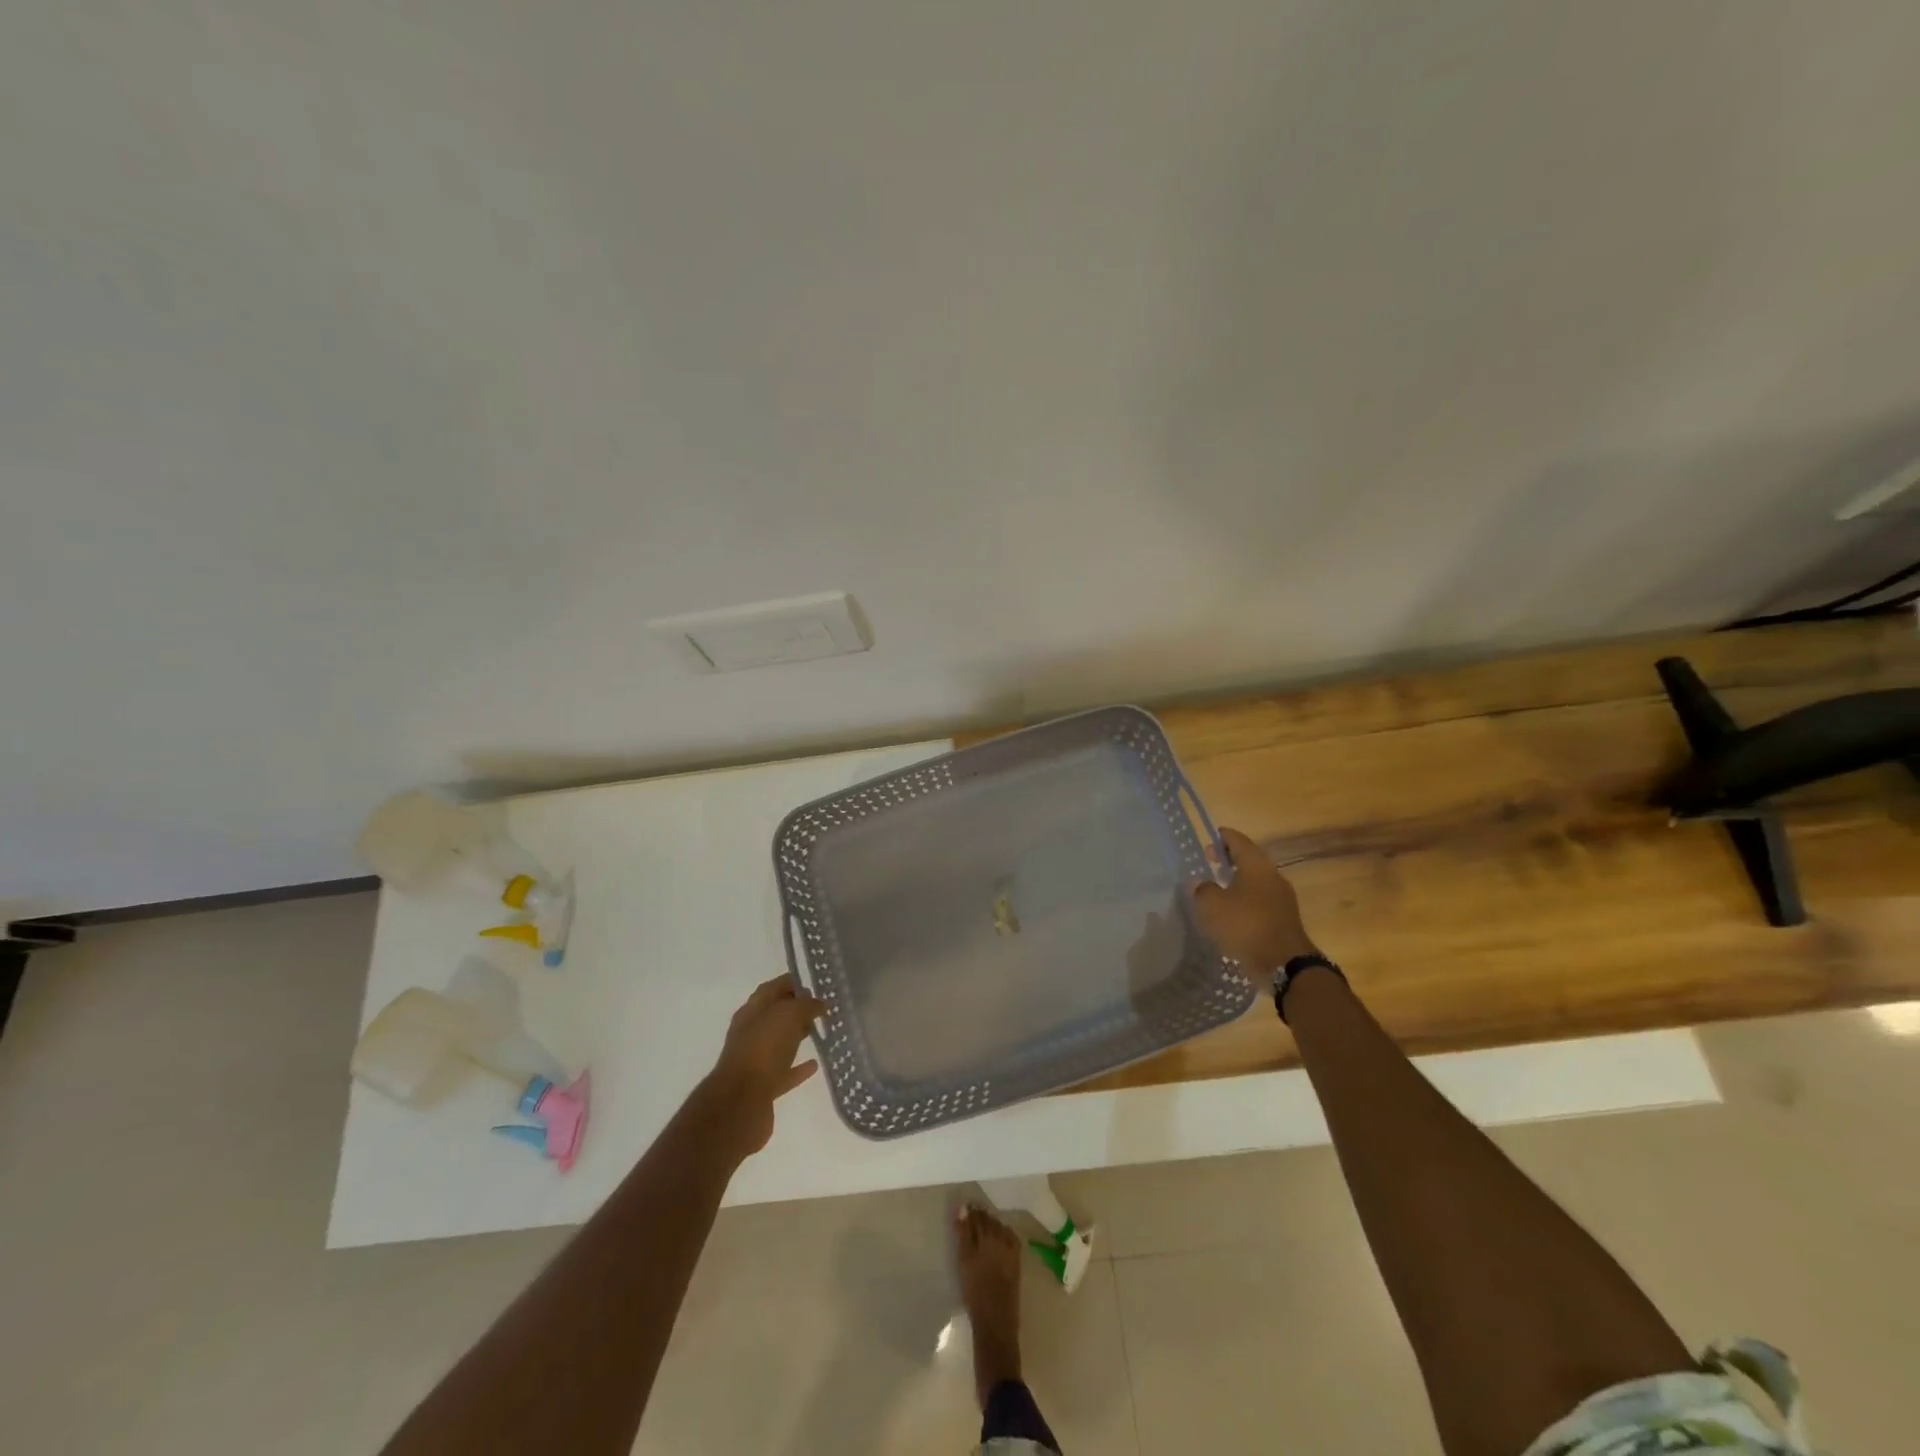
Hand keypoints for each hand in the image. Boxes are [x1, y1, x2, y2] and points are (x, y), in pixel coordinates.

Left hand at [700, 974, 824, 1158]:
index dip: (793, 983)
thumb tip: (819, 1003)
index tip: (816, 985)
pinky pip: (784, 1071)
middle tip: (822, 1008)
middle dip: (796, 1009)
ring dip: (797, 1036)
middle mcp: (750, 1032)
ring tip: (820, 1031)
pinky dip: (798, 1067)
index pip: (773, 988)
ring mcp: (755, 1060)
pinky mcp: (762, 1087)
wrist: (740, 1103)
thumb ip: (806, 1005)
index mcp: (752, 1010)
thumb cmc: (763, 1049)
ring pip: (779, 1042)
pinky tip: (814, 1065)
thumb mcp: (789, 1015)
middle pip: (775, 1015)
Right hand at [1191, 827, 1317, 989]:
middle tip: (1209, 862)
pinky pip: (1261, 901)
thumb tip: (1201, 883)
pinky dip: (1246, 900)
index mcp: (1256, 865)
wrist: (1284, 963)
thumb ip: (1202, 889)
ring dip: (1238, 881)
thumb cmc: (1245, 925)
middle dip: (1229, 859)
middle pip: (1249, 859)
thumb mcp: (1211, 905)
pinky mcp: (1284, 919)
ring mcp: (1282, 898)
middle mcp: (1272, 876)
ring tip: (1218, 888)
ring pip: (1256, 881)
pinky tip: (1232, 912)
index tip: (1210, 837)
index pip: (1238, 841)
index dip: (1223, 837)